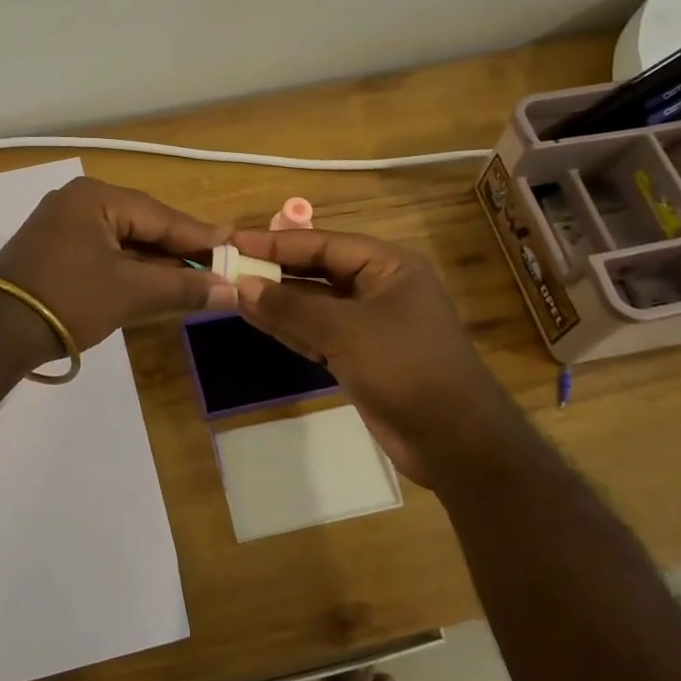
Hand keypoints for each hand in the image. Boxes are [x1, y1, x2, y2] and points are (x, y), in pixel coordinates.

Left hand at [0, 178, 236, 352]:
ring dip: (156, 262)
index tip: (235, 245)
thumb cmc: (67, 300)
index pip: (160, 215)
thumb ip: (182, 288)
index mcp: (95, 197)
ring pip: (123, 240)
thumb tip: (231, 291)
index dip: (199, 235)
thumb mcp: (130, 293)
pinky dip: (130, 268)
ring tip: (195, 277)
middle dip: (179, 249)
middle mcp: (77, 201)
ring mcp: (62, 225)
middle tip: (219, 264)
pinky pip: (104, 252)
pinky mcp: (54, 250)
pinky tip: (155, 283)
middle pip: (142, 224)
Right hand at [227, 228, 498, 486]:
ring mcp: (370, 324)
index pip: (323, 243)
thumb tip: (243, 286)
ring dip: (277, 301)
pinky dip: (289, 328)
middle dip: (274, 271)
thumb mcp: (344, 331)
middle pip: (317, 271)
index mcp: (388, 267)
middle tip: (227, 267)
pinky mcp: (361, 356)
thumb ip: (291, 306)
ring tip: (231, 292)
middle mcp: (379, 288)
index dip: (276, 242)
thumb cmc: (404, 368)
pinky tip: (256, 319)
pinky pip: (317, 333)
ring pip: (314, 304)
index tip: (234, 241)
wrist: (454, 440)